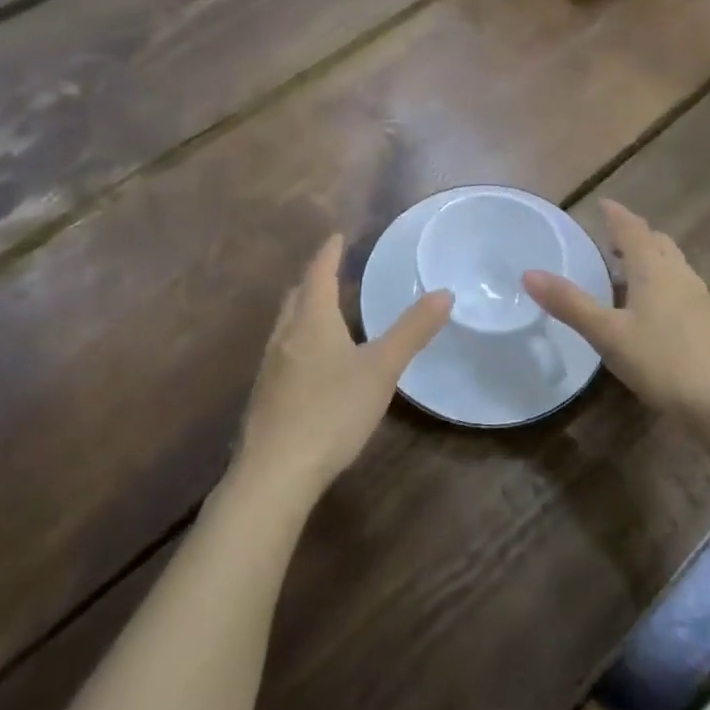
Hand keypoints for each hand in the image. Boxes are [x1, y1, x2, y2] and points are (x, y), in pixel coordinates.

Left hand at [236, 235, 450, 501]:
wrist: (275, 473)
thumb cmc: (332, 411)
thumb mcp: (382, 369)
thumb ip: (413, 331)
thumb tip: (445, 292)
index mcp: (312, 320)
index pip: (319, 273)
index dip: (329, 252)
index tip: (337, 236)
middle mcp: (285, 334)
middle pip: (297, 295)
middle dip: (315, 278)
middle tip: (333, 269)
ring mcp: (270, 366)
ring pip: (287, 323)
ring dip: (304, 308)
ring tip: (324, 310)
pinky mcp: (265, 395)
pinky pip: (283, 350)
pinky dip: (299, 338)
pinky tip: (312, 361)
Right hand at [523, 201, 709, 420]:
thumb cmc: (663, 361)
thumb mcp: (608, 334)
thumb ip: (570, 304)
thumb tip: (528, 274)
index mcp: (654, 269)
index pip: (633, 229)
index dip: (616, 215)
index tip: (603, 204)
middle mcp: (680, 274)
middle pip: (657, 243)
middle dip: (634, 236)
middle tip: (611, 241)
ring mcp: (700, 298)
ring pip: (672, 265)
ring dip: (650, 260)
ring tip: (627, 273)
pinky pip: (681, 288)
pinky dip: (661, 284)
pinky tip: (651, 311)